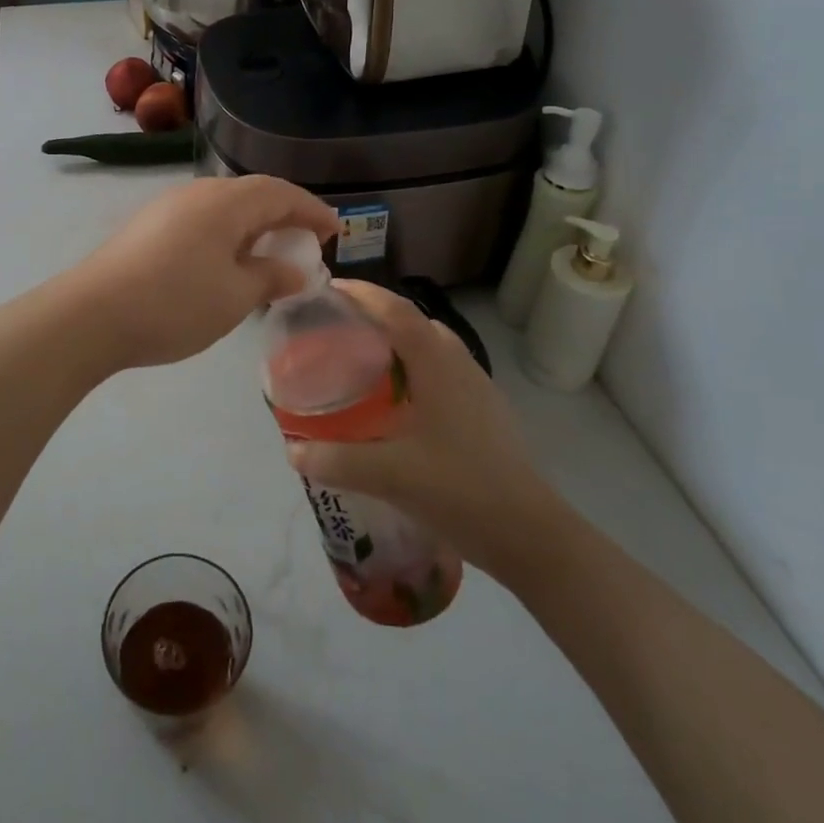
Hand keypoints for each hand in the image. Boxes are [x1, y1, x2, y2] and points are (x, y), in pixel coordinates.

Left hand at [64, 176, 336, 372]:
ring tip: (269, 253)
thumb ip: (271, 278)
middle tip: (306, 241)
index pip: (281, 194)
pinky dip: (227, 233)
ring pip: (225, 206)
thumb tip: (295, 270)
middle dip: (285, 215)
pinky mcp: (148, 225)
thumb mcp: (235, 296)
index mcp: (226, 202)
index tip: (335, 231)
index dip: (312, 210)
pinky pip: (202, 219)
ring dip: (254, 225)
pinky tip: (226, 261)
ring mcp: (168, 206)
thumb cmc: (174, 303)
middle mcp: (198, 193)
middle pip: (253, 193)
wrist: (91, 315)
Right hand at [285, 280, 565, 572]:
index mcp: (436, 363)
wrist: (531, 535)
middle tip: (339, 327)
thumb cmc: (460, 490)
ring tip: (365, 361)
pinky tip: (399, 404)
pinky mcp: (486, 412)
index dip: (362, 293)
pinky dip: (415, 369)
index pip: (395, 309)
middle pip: (414, 322)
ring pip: (432, 346)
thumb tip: (292, 451)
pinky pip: (443, 371)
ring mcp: (478, 387)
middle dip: (376, 315)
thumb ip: (337, 460)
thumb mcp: (389, 475)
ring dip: (398, 342)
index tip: (329, 287)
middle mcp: (459, 363)